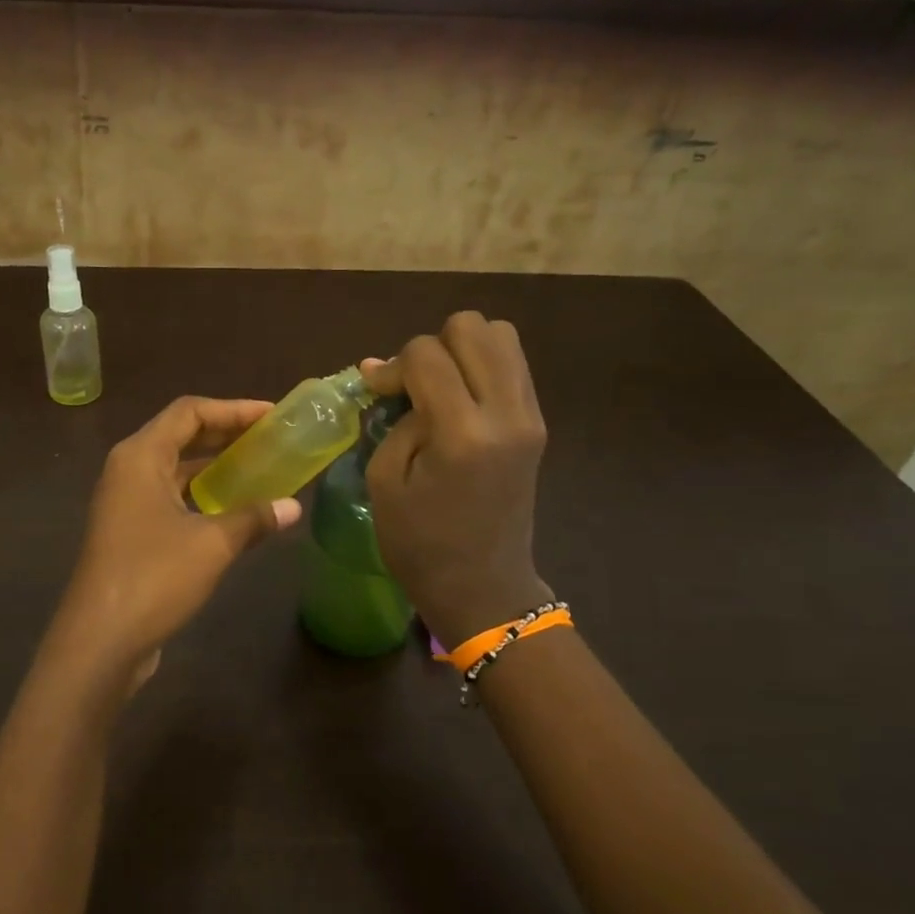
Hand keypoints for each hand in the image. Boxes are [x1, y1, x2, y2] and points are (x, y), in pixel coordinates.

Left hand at [53, 397, 301, 680]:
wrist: (101, 640)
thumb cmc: (154, 577)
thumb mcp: (212, 543)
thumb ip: (254, 518)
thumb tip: (293, 507)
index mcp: (140, 457)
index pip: (189, 412)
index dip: (233, 408)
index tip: (272, 416)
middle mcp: (128, 471)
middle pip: (181, 436)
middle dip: (226, 434)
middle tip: (271, 439)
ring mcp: (125, 504)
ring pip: (176, 471)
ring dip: (215, 468)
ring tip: (260, 470)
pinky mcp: (130, 534)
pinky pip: (171, 499)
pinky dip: (202, 497)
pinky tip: (234, 511)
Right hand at [362, 312, 551, 644]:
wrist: (483, 586)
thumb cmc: (420, 545)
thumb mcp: (385, 481)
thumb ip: (392, 419)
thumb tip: (387, 374)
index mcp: (462, 433)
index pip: (426, 354)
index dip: (392, 366)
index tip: (377, 393)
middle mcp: (506, 413)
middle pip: (473, 327)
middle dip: (432, 346)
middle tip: (412, 386)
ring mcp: (530, 415)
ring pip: (501, 336)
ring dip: (462, 350)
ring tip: (438, 388)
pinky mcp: (537, 424)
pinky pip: (512, 366)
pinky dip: (482, 367)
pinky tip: (458, 400)